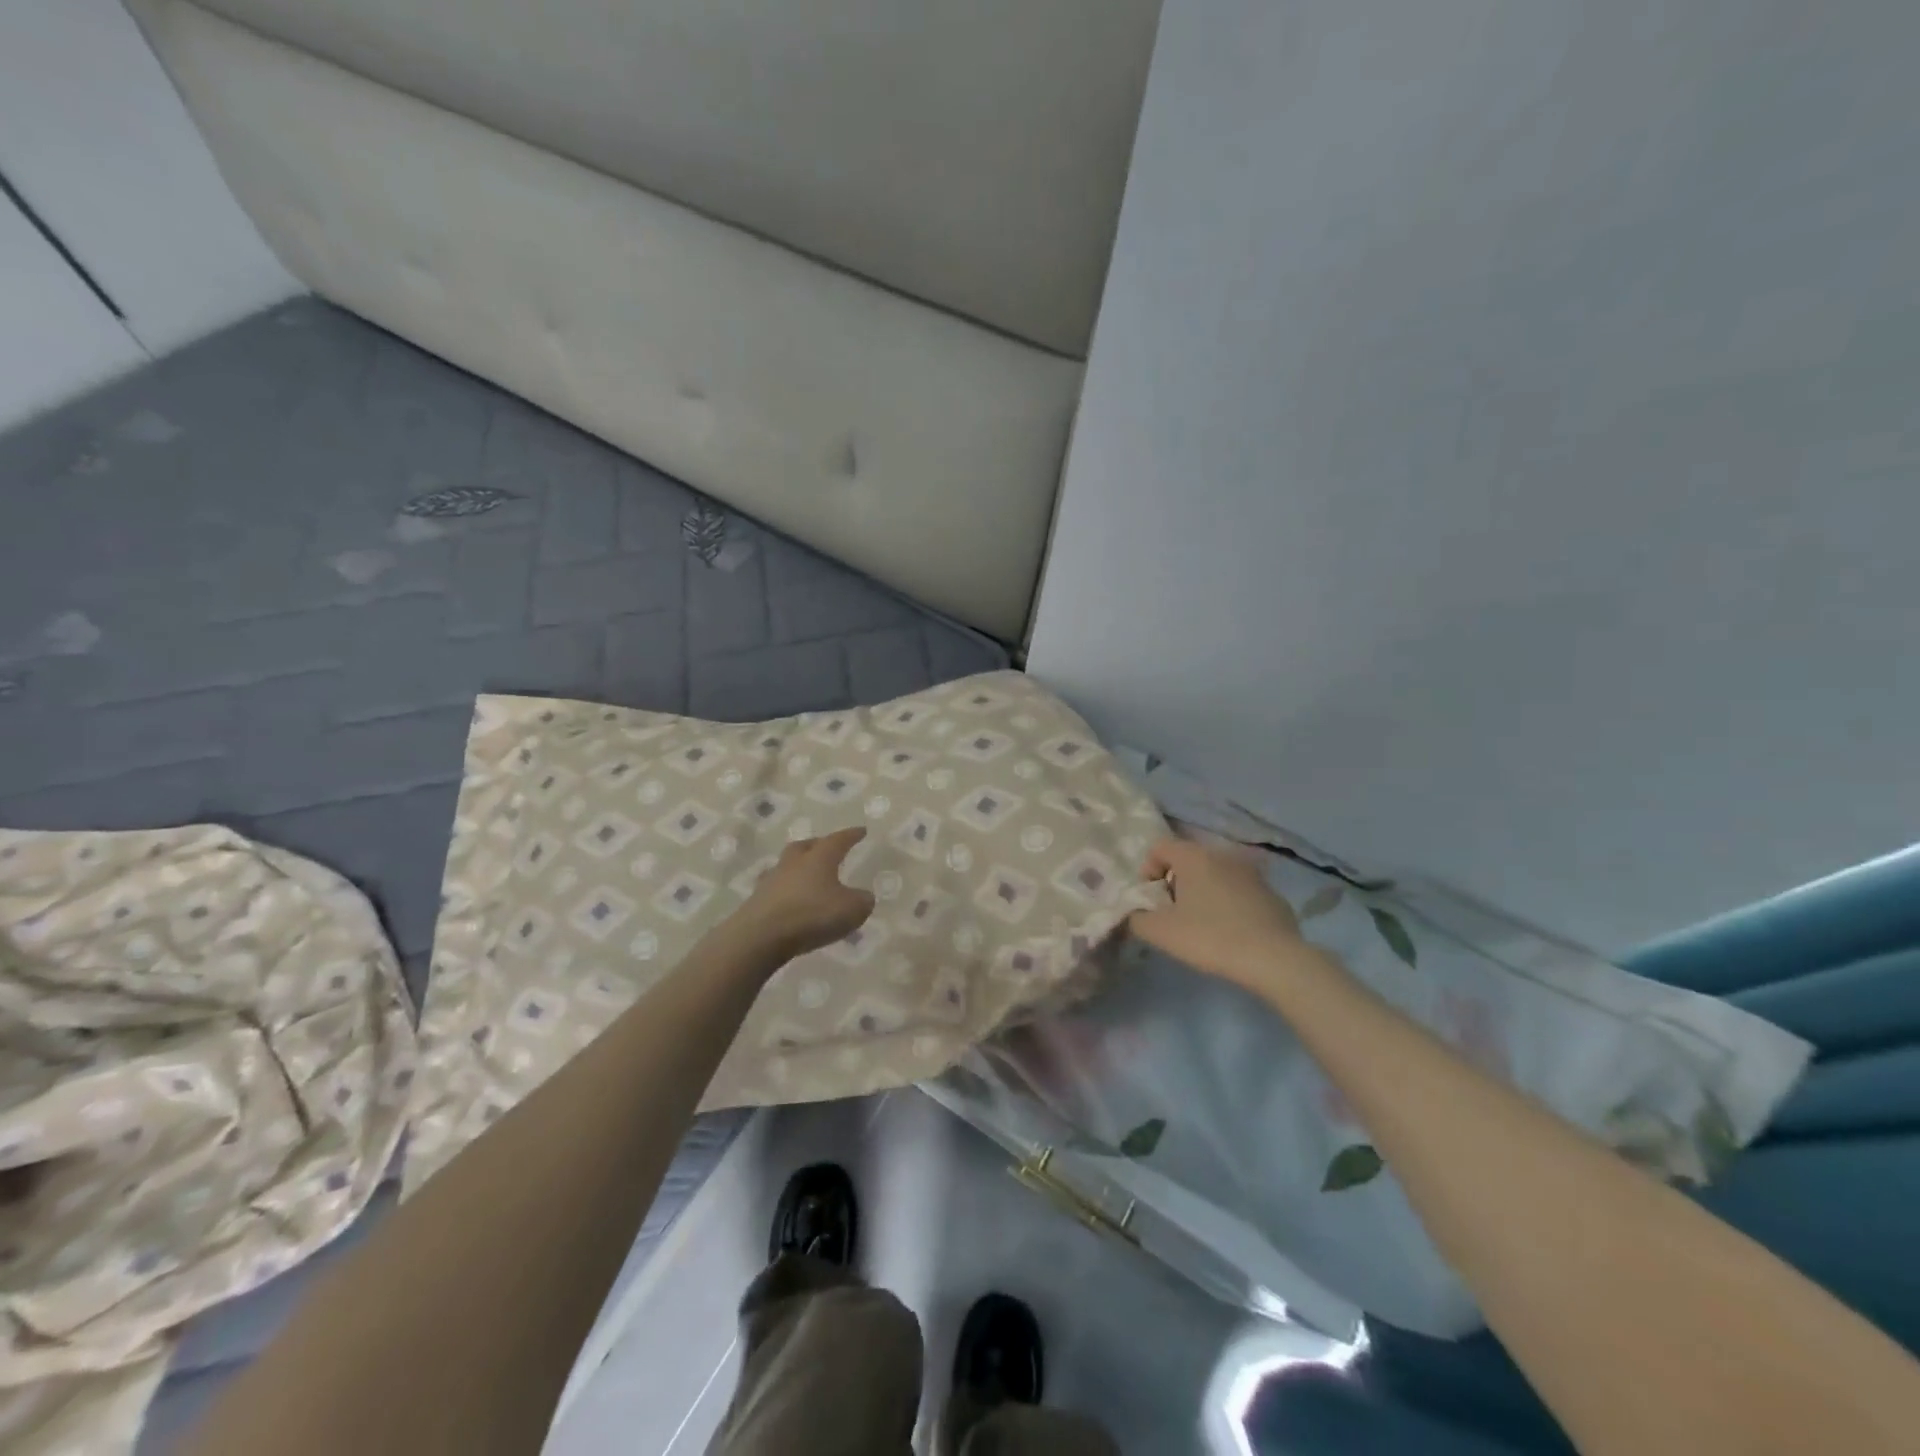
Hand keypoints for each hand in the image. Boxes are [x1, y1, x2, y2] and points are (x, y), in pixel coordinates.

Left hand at [733, 827, 876, 963]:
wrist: (760, 936)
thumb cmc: (811, 915)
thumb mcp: (851, 910)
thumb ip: (862, 901)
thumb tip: (863, 897)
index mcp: (819, 858)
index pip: (838, 840)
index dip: (851, 835)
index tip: (861, 830)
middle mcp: (794, 863)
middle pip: (805, 846)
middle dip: (818, 845)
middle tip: (828, 848)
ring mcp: (772, 880)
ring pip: (787, 865)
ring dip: (798, 868)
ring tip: (807, 876)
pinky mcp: (757, 900)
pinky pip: (775, 889)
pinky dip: (785, 891)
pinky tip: (790, 899)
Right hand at [1128, 836, 1305, 989]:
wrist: (1275, 960)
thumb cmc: (1210, 937)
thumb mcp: (1160, 932)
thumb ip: (1136, 918)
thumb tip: (1134, 914)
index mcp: (1194, 856)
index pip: (1159, 847)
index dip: (1147, 871)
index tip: (1150, 901)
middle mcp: (1223, 855)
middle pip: (1188, 860)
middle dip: (1175, 883)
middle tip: (1172, 914)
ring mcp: (1252, 873)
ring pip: (1216, 875)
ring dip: (1203, 893)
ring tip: (1202, 924)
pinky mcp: (1273, 894)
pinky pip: (1240, 892)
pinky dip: (1229, 904)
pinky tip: (1231, 933)